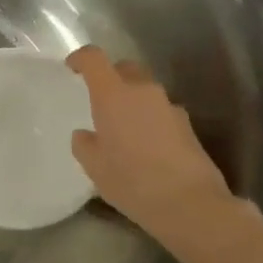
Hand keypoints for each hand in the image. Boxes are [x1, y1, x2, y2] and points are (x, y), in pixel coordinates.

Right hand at [66, 45, 235, 238]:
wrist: (190, 204)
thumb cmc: (132, 181)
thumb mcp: (94, 166)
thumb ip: (85, 144)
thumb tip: (86, 135)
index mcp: (114, 95)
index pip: (94, 59)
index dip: (80, 58)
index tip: (72, 67)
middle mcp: (144, 92)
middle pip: (125, 69)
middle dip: (110, 77)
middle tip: (99, 99)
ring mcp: (170, 107)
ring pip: (145, 92)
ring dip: (132, 101)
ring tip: (123, 129)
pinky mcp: (188, 126)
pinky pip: (160, 112)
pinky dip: (149, 120)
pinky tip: (145, 147)